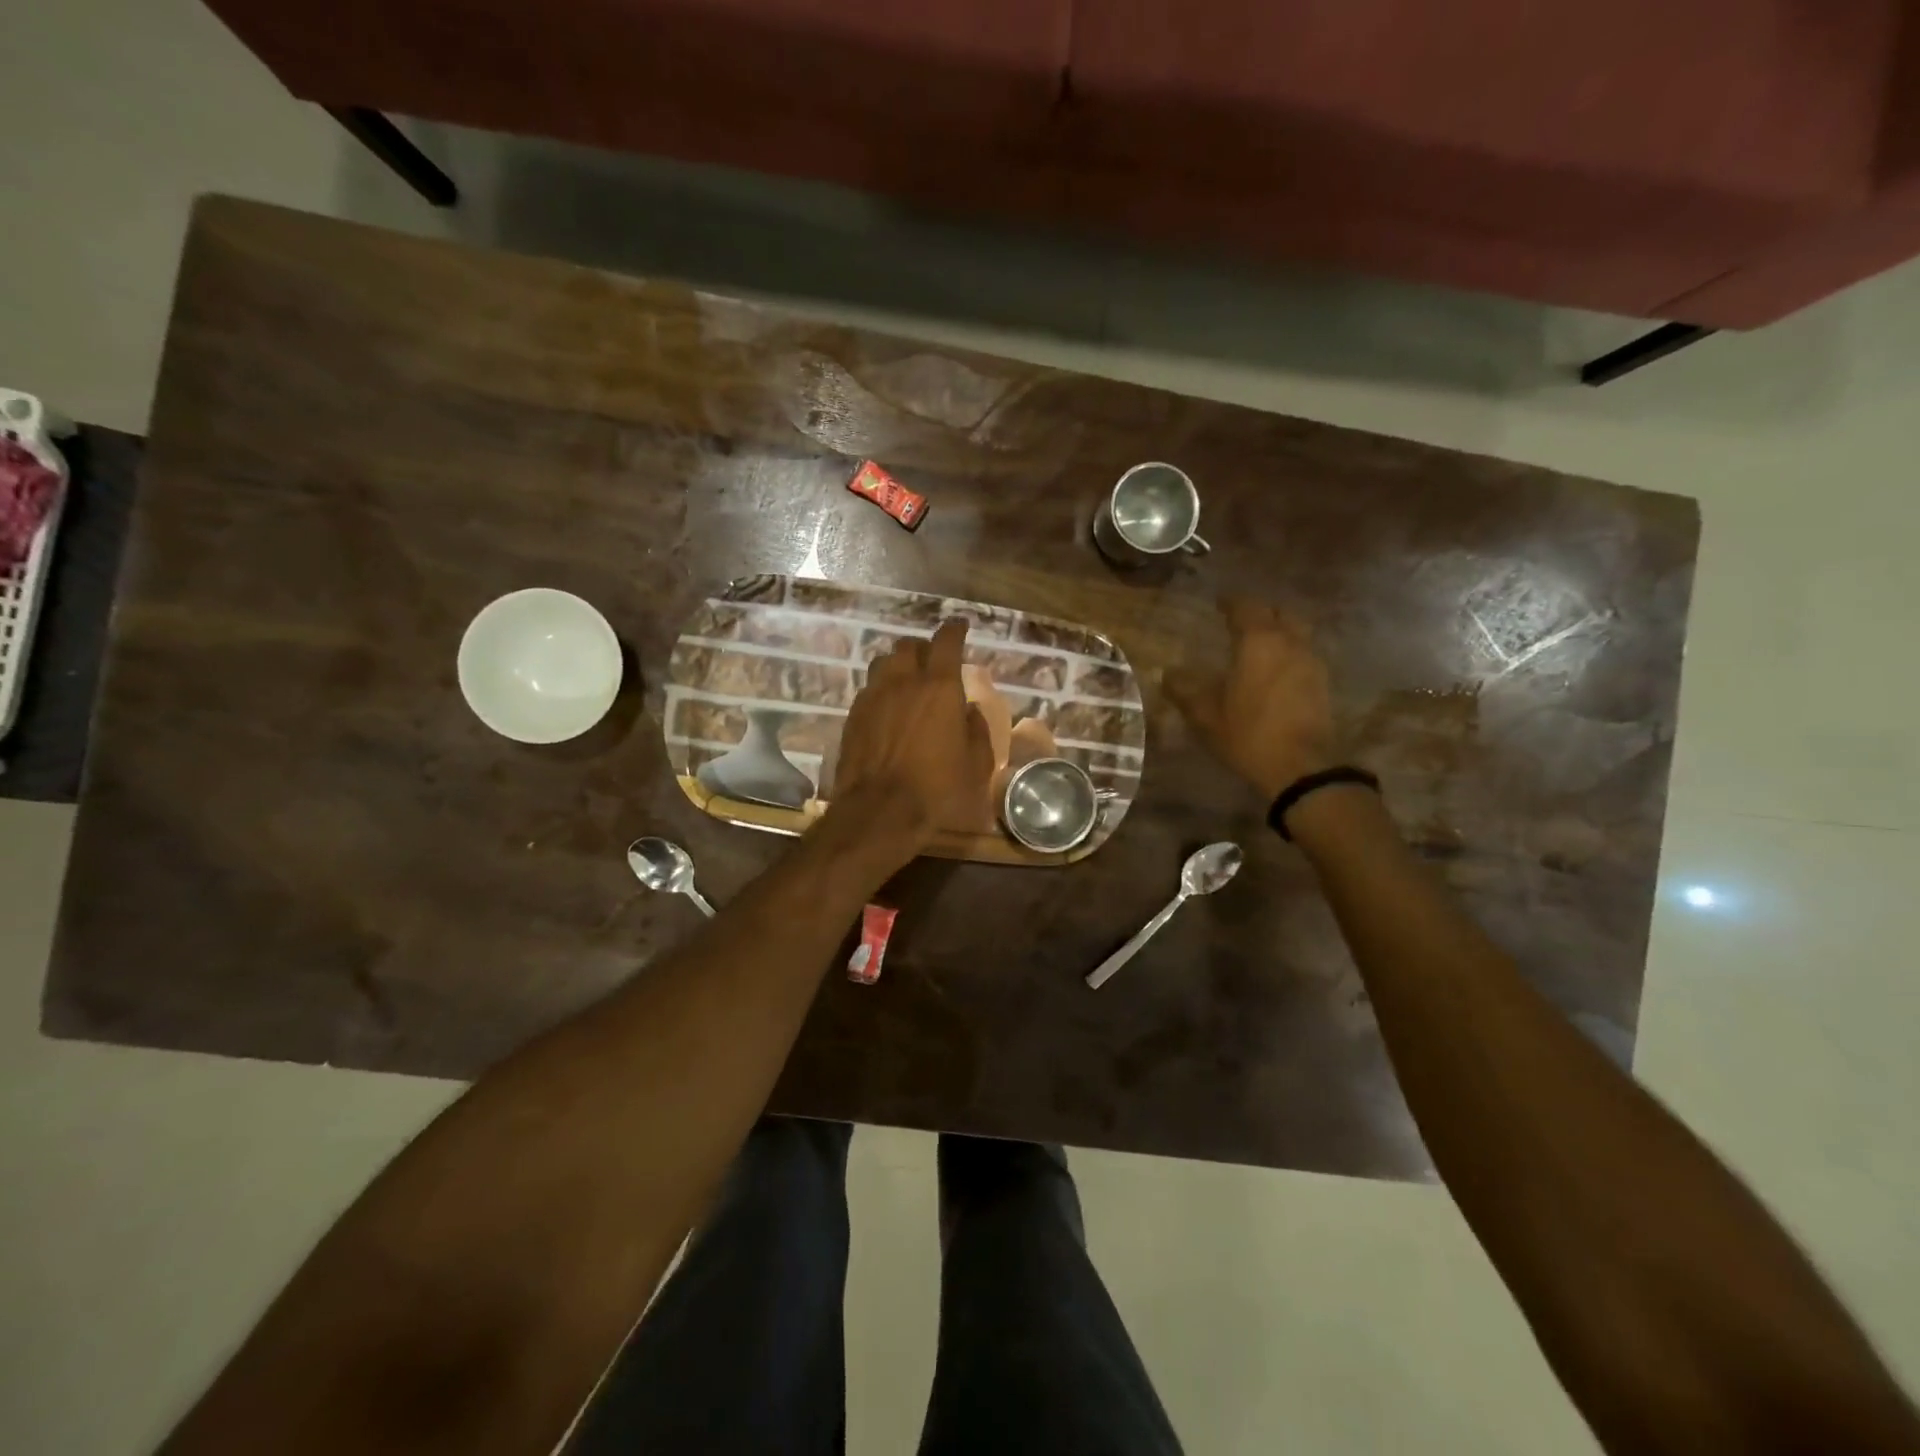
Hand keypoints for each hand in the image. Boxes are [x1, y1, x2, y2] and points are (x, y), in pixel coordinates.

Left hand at [831, 619, 993, 856]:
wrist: (881, 811)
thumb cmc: (939, 789)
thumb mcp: (977, 764)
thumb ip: (977, 729)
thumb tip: (970, 710)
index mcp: (940, 687)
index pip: (946, 642)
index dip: (954, 630)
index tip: (960, 626)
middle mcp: (904, 682)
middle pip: (909, 646)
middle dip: (923, 648)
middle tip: (933, 662)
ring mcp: (873, 697)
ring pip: (883, 663)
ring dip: (898, 666)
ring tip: (906, 682)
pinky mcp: (853, 716)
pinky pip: (868, 690)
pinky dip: (881, 690)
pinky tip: (887, 709)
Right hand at [1165, 597, 1337, 799]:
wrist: (1301, 766)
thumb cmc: (1248, 733)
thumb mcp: (1205, 715)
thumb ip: (1184, 690)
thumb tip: (1168, 673)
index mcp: (1258, 642)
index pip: (1246, 607)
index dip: (1231, 602)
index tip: (1219, 602)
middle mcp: (1289, 642)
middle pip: (1279, 613)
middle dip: (1260, 612)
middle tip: (1241, 619)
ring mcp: (1311, 661)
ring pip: (1296, 632)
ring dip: (1279, 630)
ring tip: (1259, 643)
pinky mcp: (1322, 683)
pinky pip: (1304, 653)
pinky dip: (1289, 652)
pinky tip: (1275, 669)